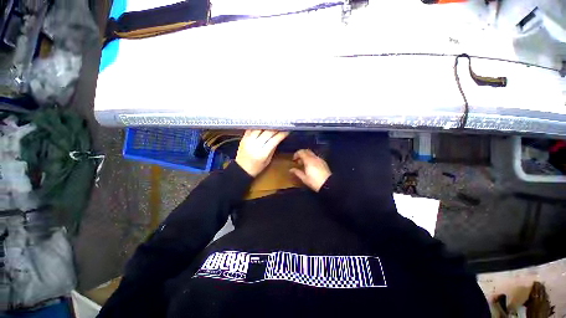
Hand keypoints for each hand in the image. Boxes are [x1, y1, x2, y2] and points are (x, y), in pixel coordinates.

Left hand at [235, 130, 288, 176]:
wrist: (241, 170)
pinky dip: (258, 126)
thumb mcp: (268, 161)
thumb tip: (279, 137)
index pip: (274, 140)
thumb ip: (273, 148)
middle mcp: (254, 145)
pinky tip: (262, 126)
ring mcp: (247, 141)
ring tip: (272, 124)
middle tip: (281, 126)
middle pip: (267, 132)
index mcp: (262, 153)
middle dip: (275, 128)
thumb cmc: (256, 168)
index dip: (281, 134)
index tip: (286, 131)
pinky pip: (251, 129)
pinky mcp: (243, 139)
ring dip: (266, 125)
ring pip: (259, 128)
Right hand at [290, 149, 331, 191]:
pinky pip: (316, 157)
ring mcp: (320, 159)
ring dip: (306, 156)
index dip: (296, 154)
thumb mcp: (304, 178)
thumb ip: (297, 172)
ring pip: (312, 154)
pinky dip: (311, 159)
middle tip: (298, 161)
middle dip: (301, 154)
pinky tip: (311, 166)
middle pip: (307, 151)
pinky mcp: (324, 162)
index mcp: (308, 160)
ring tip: (304, 164)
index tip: (294, 160)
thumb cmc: (314, 182)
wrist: (328, 185)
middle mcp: (314, 157)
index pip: (301, 152)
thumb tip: (291, 169)